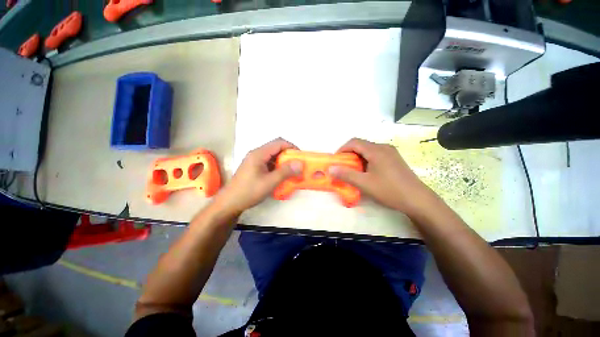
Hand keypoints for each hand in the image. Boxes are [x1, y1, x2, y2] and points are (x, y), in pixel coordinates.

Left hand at [216, 138, 302, 214]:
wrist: (230, 203)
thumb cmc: (249, 191)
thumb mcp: (269, 182)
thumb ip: (285, 172)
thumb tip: (300, 163)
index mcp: (259, 153)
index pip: (279, 143)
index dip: (292, 147)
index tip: (300, 157)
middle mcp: (256, 153)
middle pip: (276, 148)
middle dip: (288, 155)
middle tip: (297, 165)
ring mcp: (254, 160)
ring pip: (273, 155)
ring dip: (283, 161)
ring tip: (291, 171)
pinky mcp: (254, 167)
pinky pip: (269, 162)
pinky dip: (277, 166)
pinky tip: (281, 175)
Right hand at [328, 138, 433, 215]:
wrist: (417, 200)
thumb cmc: (389, 190)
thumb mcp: (364, 183)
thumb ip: (346, 174)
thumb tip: (331, 168)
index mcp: (376, 150)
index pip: (354, 142)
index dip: (342, 149)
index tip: (337, 160)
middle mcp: (384, 147)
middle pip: (361, 145)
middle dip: (349, 154)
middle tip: (344, 166)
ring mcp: (391, 153)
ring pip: (369, 150)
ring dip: (358, 157)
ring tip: (354, 170)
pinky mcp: (395, 159)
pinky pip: (376, 155)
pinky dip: (367, 160)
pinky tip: (367, 172)